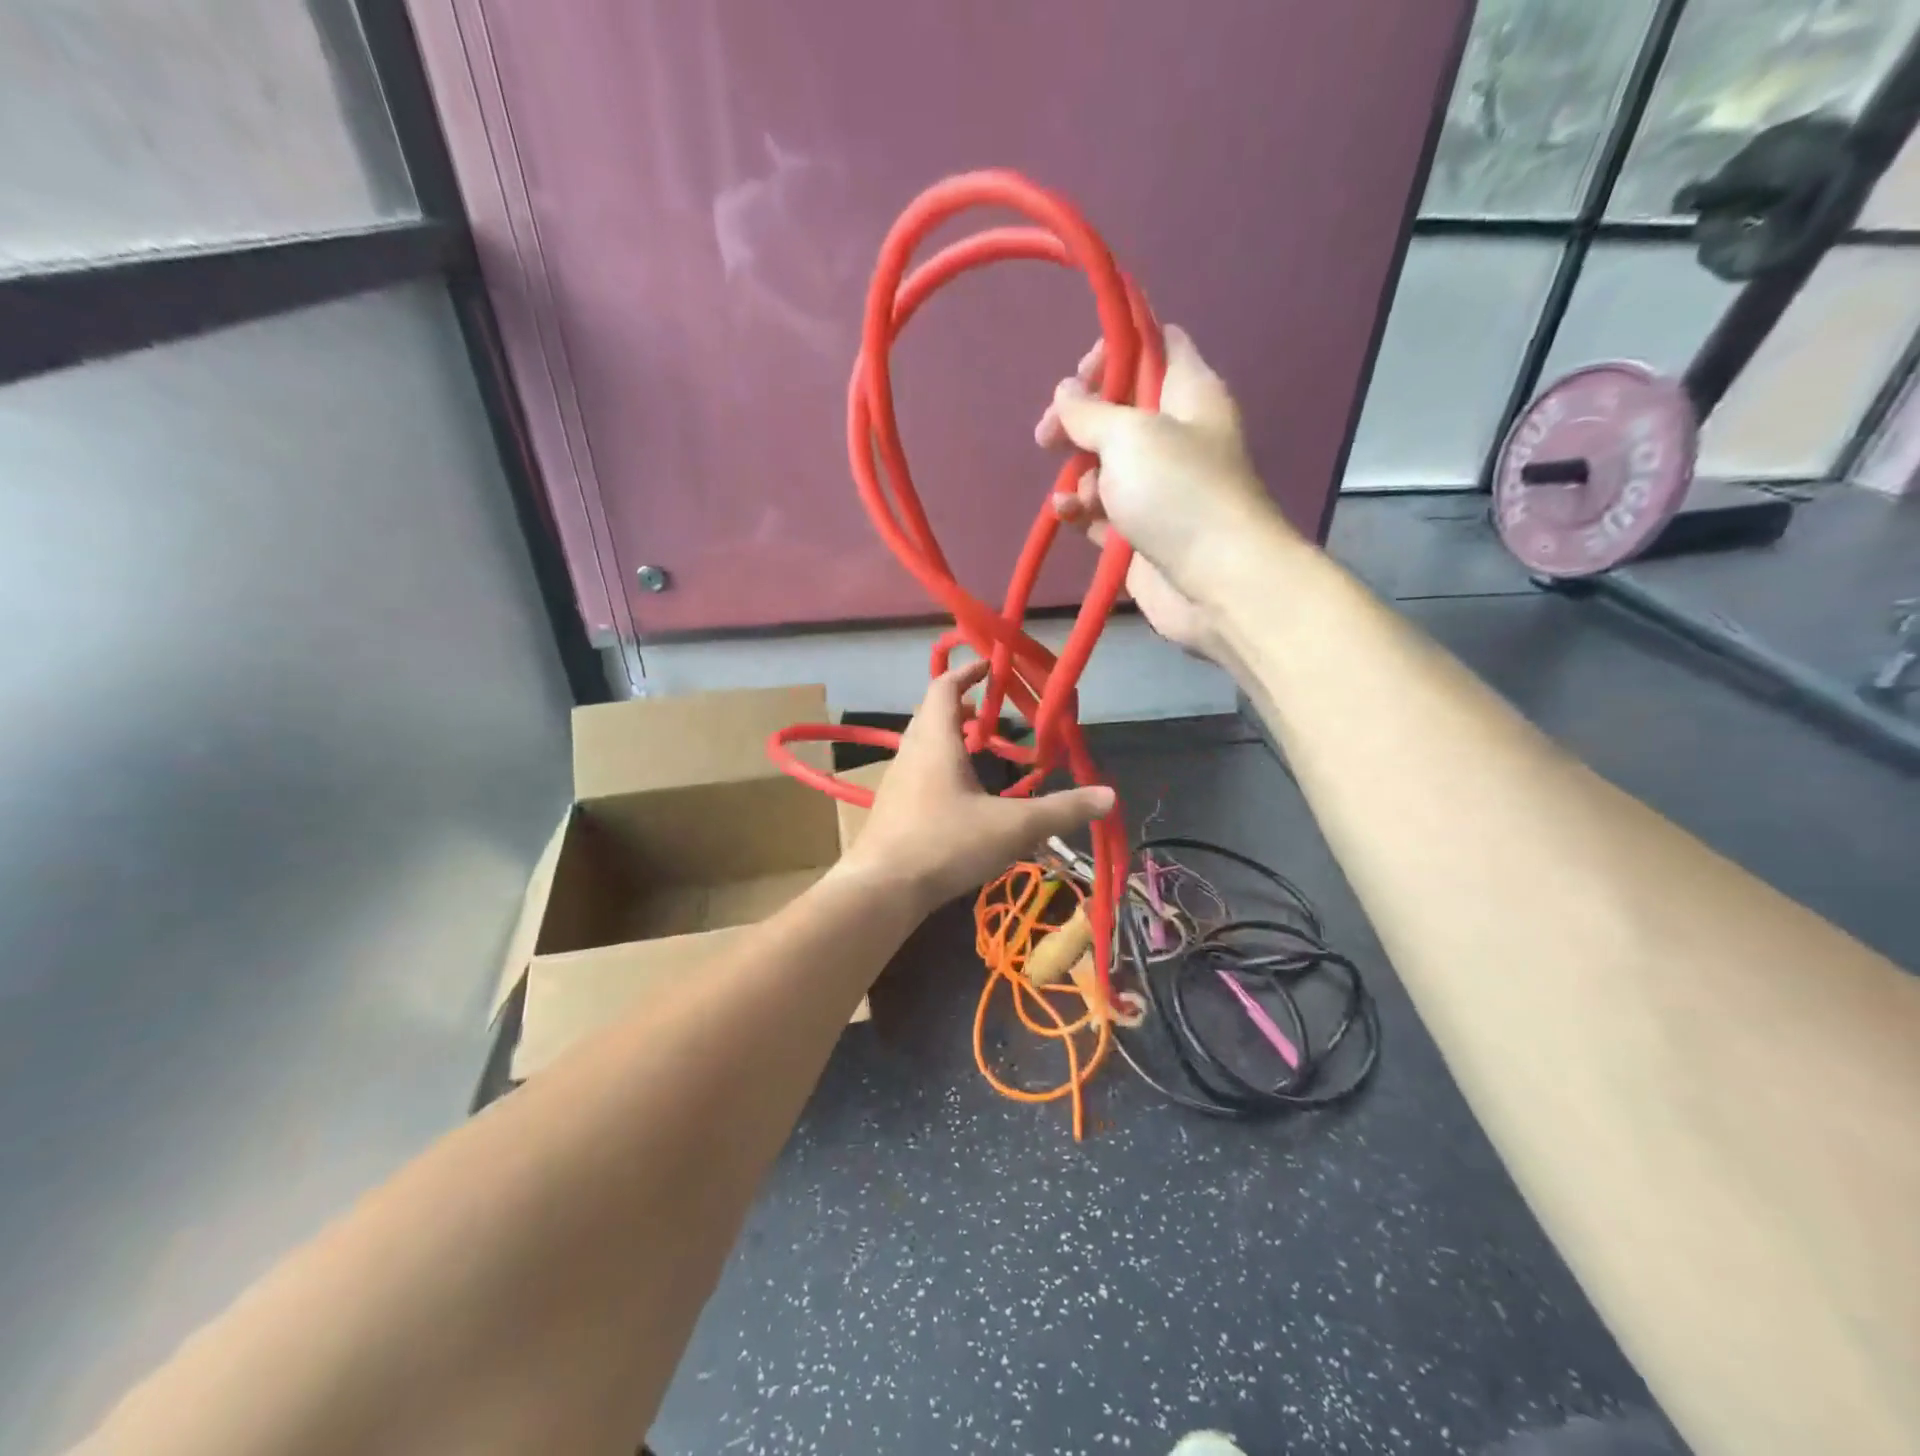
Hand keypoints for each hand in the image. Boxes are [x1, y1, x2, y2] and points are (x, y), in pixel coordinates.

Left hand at [836, 663, 1114, 909]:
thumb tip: (1109, 795)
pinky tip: (960, 798)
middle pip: (931, 714)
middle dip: (962, 707)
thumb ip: (1061, 810)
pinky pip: (917, 772)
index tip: (990, 667)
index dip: (966, 673)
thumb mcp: (1013, 827)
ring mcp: (895, 782)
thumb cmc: (946, 844)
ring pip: (922, 745)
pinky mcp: (890, 809)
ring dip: (950, 739)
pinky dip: (940, 767)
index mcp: (935, 741)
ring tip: (980, 753)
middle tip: (994, 714)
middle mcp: (910, 753)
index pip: (944, 688)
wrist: (881, 890)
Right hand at [1034, 325, 1297, 658]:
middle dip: (1079, 419)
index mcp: (1189, 394)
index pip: (1156, 346)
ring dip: (1079, 471)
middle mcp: (1176, 435)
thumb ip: (1090, 410)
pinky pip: (1101, 511)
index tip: (1079, 374)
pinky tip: (1068, 514)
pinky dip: (1082, 509)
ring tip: (1070, 489)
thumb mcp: (1130, 435)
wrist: (1216, 582)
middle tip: (1049, 434)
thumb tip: (1067, 392)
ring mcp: (1158, 487)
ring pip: (1105, 463)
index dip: (1116, 349)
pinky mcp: (1140, 531)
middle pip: (1119, 408)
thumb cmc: (1178, 493)